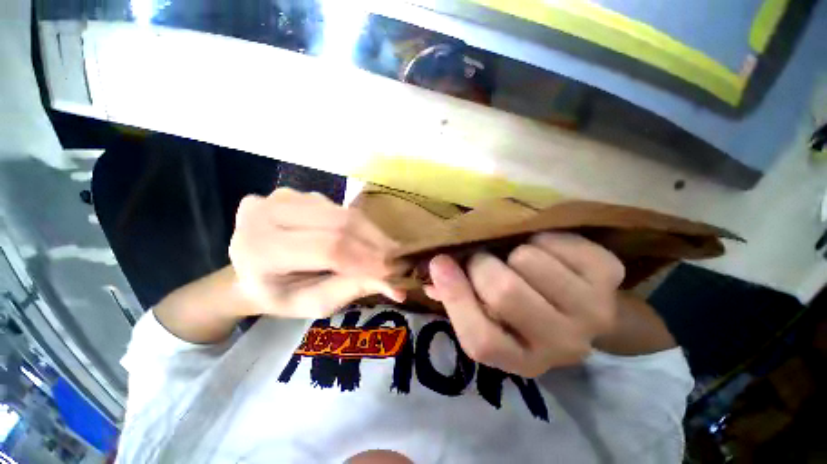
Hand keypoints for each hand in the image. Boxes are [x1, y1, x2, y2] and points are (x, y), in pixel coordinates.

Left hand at [229, 188, 404, 318]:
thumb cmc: (279, 295)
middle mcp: (266, 213)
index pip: (328, 248)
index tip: (395, 271)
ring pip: (342, 212)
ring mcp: (281, 196)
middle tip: (398, 259)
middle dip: (375, 243)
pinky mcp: (296, 192)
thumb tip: (398, 288)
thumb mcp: (315, 302)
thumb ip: (354, 289)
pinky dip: (358, 224)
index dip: (367, 259)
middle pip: (339, 224)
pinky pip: (338, 207)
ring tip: (387, 250)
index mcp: (260, 250)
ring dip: (370, 233)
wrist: (250, 271)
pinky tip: (366, 238)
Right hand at [425, 232, 623, 376]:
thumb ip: (458, 299)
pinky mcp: (609, 275)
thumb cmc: (525, 312)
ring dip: (513, 253)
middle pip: (504, 292)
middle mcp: (560, 345)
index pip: (479, 338)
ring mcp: (593, 311)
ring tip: (519, 260)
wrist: (583, 308)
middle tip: (483, 259)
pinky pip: (558, 242)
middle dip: (481, 265)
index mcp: (521, 358)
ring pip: (529, 260)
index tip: (439, 262)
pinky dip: (543, 239)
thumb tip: (430, 275)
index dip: (454, 295)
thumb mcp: (489, 315)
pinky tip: (548, 253)